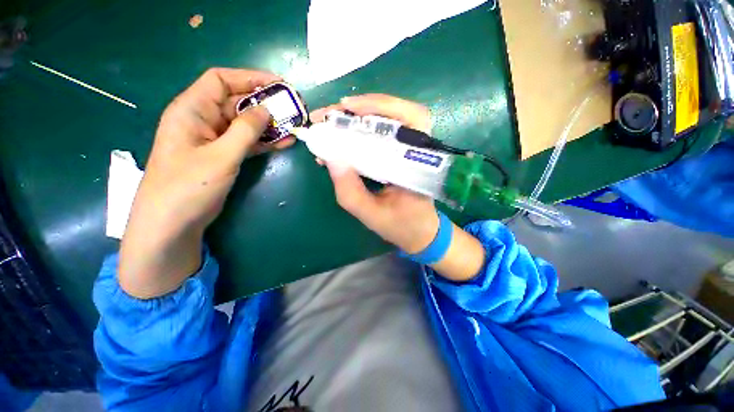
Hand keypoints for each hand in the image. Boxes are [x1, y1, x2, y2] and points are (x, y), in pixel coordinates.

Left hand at [119, 68, 293, 297]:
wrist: (173, 223)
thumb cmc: (189, 186)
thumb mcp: (220, 156)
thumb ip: (245, 130)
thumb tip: (266, 109)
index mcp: (191, 110)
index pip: (220, 80)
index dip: (249, 78)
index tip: (277, 84)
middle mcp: (202, 120)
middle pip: (235, 101)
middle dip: (264, 102)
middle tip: (291, 107)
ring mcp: (214, 140)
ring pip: (244, 124)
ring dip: (268, 124)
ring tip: (293, 124)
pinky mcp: (223, 156)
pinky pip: (246, 142)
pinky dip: (264, 141)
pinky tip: (284, 141)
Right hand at [311, 94, 439, 253]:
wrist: (419, 233)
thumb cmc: (400, 225)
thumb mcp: (371, 214)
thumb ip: (350, 190)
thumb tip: (329, 157)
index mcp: (418, 162)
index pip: (409, 118)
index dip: (379, 105)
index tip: (347, 107)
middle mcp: (418, 150)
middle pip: (397, 113)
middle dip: (361, 108)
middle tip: (330, 114)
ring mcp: (410, 151)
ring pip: (389, 121)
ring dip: (360, 117)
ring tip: (333, 121)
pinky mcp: (401, 155)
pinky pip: (383, 135)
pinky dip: (362, 130)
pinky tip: (344, 135)